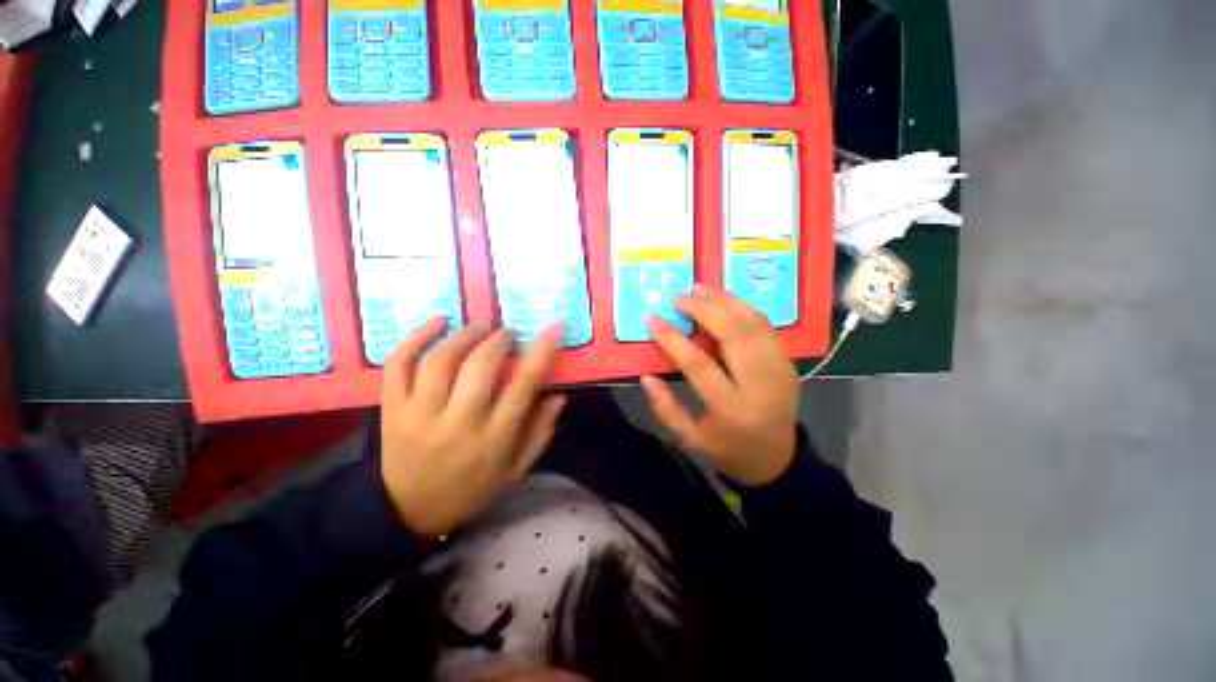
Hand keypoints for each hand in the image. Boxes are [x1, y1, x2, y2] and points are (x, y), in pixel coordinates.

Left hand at [380, 317, 566, 536]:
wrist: (407, 511)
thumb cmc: (472, 488)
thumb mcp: (516, 468)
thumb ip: (540, 430)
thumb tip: (558, 394)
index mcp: (493, 439)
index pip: (523, 386)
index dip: (541, 352)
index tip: (553, 328)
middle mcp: (457, 423)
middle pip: (480, 366)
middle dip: (500, 339)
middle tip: (509, 333)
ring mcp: (418, 415)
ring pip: (440, 360)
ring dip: (466, 334)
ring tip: (481, 326)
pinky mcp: (391, 409)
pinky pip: (398, 364)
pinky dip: (416, 337)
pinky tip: (439, 322)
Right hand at [641, 286, 800, 485]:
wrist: (777, 458)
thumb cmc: (727, 449)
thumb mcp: (690, 438)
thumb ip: (665, 408)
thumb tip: (646, 376)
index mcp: (731, 409)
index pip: (699, 364)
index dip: (673, 339)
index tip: (653, 320)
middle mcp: (760, 385)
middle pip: (732, 334)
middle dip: (703, 309)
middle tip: (679, 297)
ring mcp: (780, 370)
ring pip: (752, 323)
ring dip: (724, 301)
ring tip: (699, 287)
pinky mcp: (788, 362)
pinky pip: (765, 326)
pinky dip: (743, 307)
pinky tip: (723, 299)